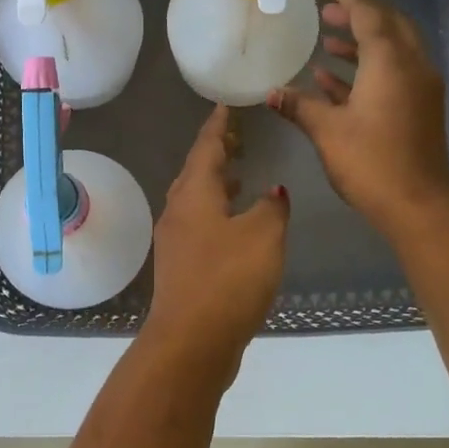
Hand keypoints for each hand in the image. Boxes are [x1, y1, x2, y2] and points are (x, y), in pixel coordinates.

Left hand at [146, 105, 289, 366]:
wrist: (191, 341)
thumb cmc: (228, 279)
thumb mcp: (263, 236)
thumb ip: (271, 208)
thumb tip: (273, 193)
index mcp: (194, 195)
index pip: (206, 148)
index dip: (217, 126)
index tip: (224, 106)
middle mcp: (178, 212)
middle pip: (196, 173)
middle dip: (216, 154)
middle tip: (237, 138)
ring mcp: (176, 242)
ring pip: (196, 201)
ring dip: (216, 185)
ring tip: (240, 177)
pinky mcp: (181, 268)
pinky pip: (198, 225)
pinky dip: (216, 213)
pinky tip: (235, 226)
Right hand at [268, 0, 448, 239]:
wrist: (419, 205)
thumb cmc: (371, 162)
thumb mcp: (327, 131)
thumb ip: (300, 106)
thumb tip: (272, 92)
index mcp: (390, 62)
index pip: (369, 13)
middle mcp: (412, 65)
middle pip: (388, 25)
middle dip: (358, 13)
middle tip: (327, 10)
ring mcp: (420, 87)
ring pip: (393, 49)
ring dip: (362, 41)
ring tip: (328, 40)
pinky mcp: (421, 107)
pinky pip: (394, 73)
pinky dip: (368, 68)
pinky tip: (334, 79)